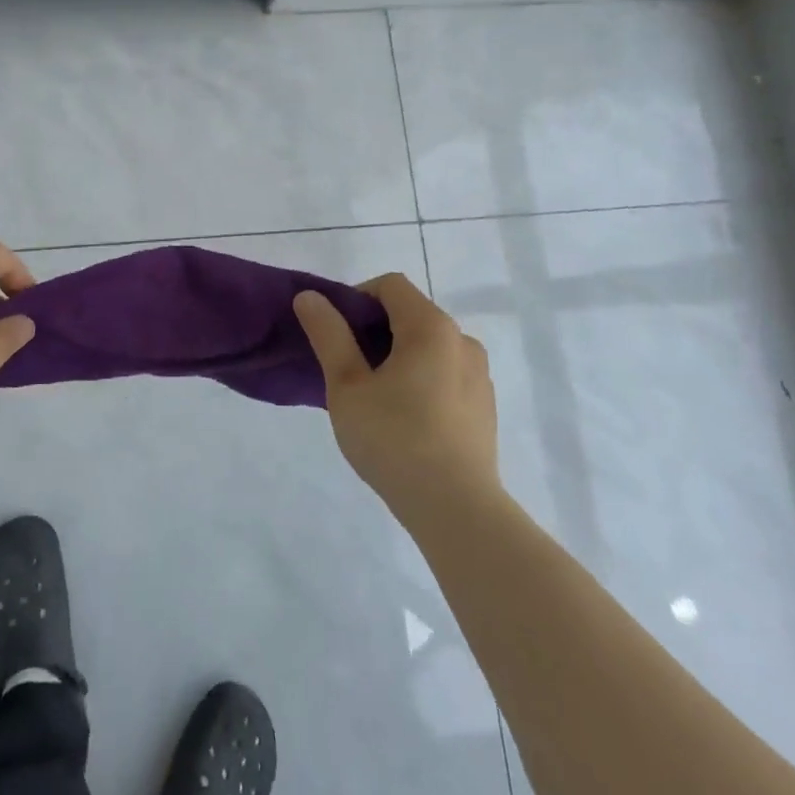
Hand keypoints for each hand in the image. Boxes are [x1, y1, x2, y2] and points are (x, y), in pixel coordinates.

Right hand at [293, 274, 498, 515]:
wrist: (456, 509)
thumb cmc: (393, 439)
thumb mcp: (347, 386)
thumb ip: (328, 335)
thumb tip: (310, 297)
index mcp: (431, 327)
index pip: (390, 285)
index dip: (356, 298)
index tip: (335, 334)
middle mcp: (462, 341)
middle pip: (411, 314)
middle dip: (374, 330)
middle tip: (346, 369)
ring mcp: (479, 375)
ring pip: (429, 347)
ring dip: (398, 356)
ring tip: (373, 398)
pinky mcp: (484, 406)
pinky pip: (446, 374)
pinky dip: (421, 379)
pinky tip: (404, 419)